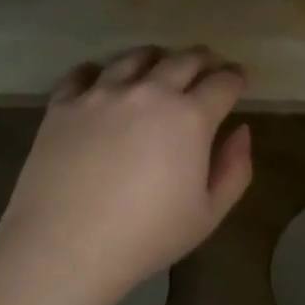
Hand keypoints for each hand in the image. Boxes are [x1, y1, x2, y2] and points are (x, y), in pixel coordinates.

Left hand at [0, 46, 252, 303]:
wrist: (64, 247)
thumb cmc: (146, 237)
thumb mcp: (208, 214)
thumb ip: (235, 169)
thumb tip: (240, 131)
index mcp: (190, 117)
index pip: (223, 82)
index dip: (236, 78)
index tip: (238, 82)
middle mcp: (149, 92)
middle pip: (184, 59)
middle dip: (203, 60)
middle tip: (207, 68)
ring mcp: (102, 93)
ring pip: (135, 57)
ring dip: (156, 58)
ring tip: (157, 67)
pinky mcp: (64, 104)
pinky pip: (84, 72)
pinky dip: (100, 72)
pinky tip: (102, 82)